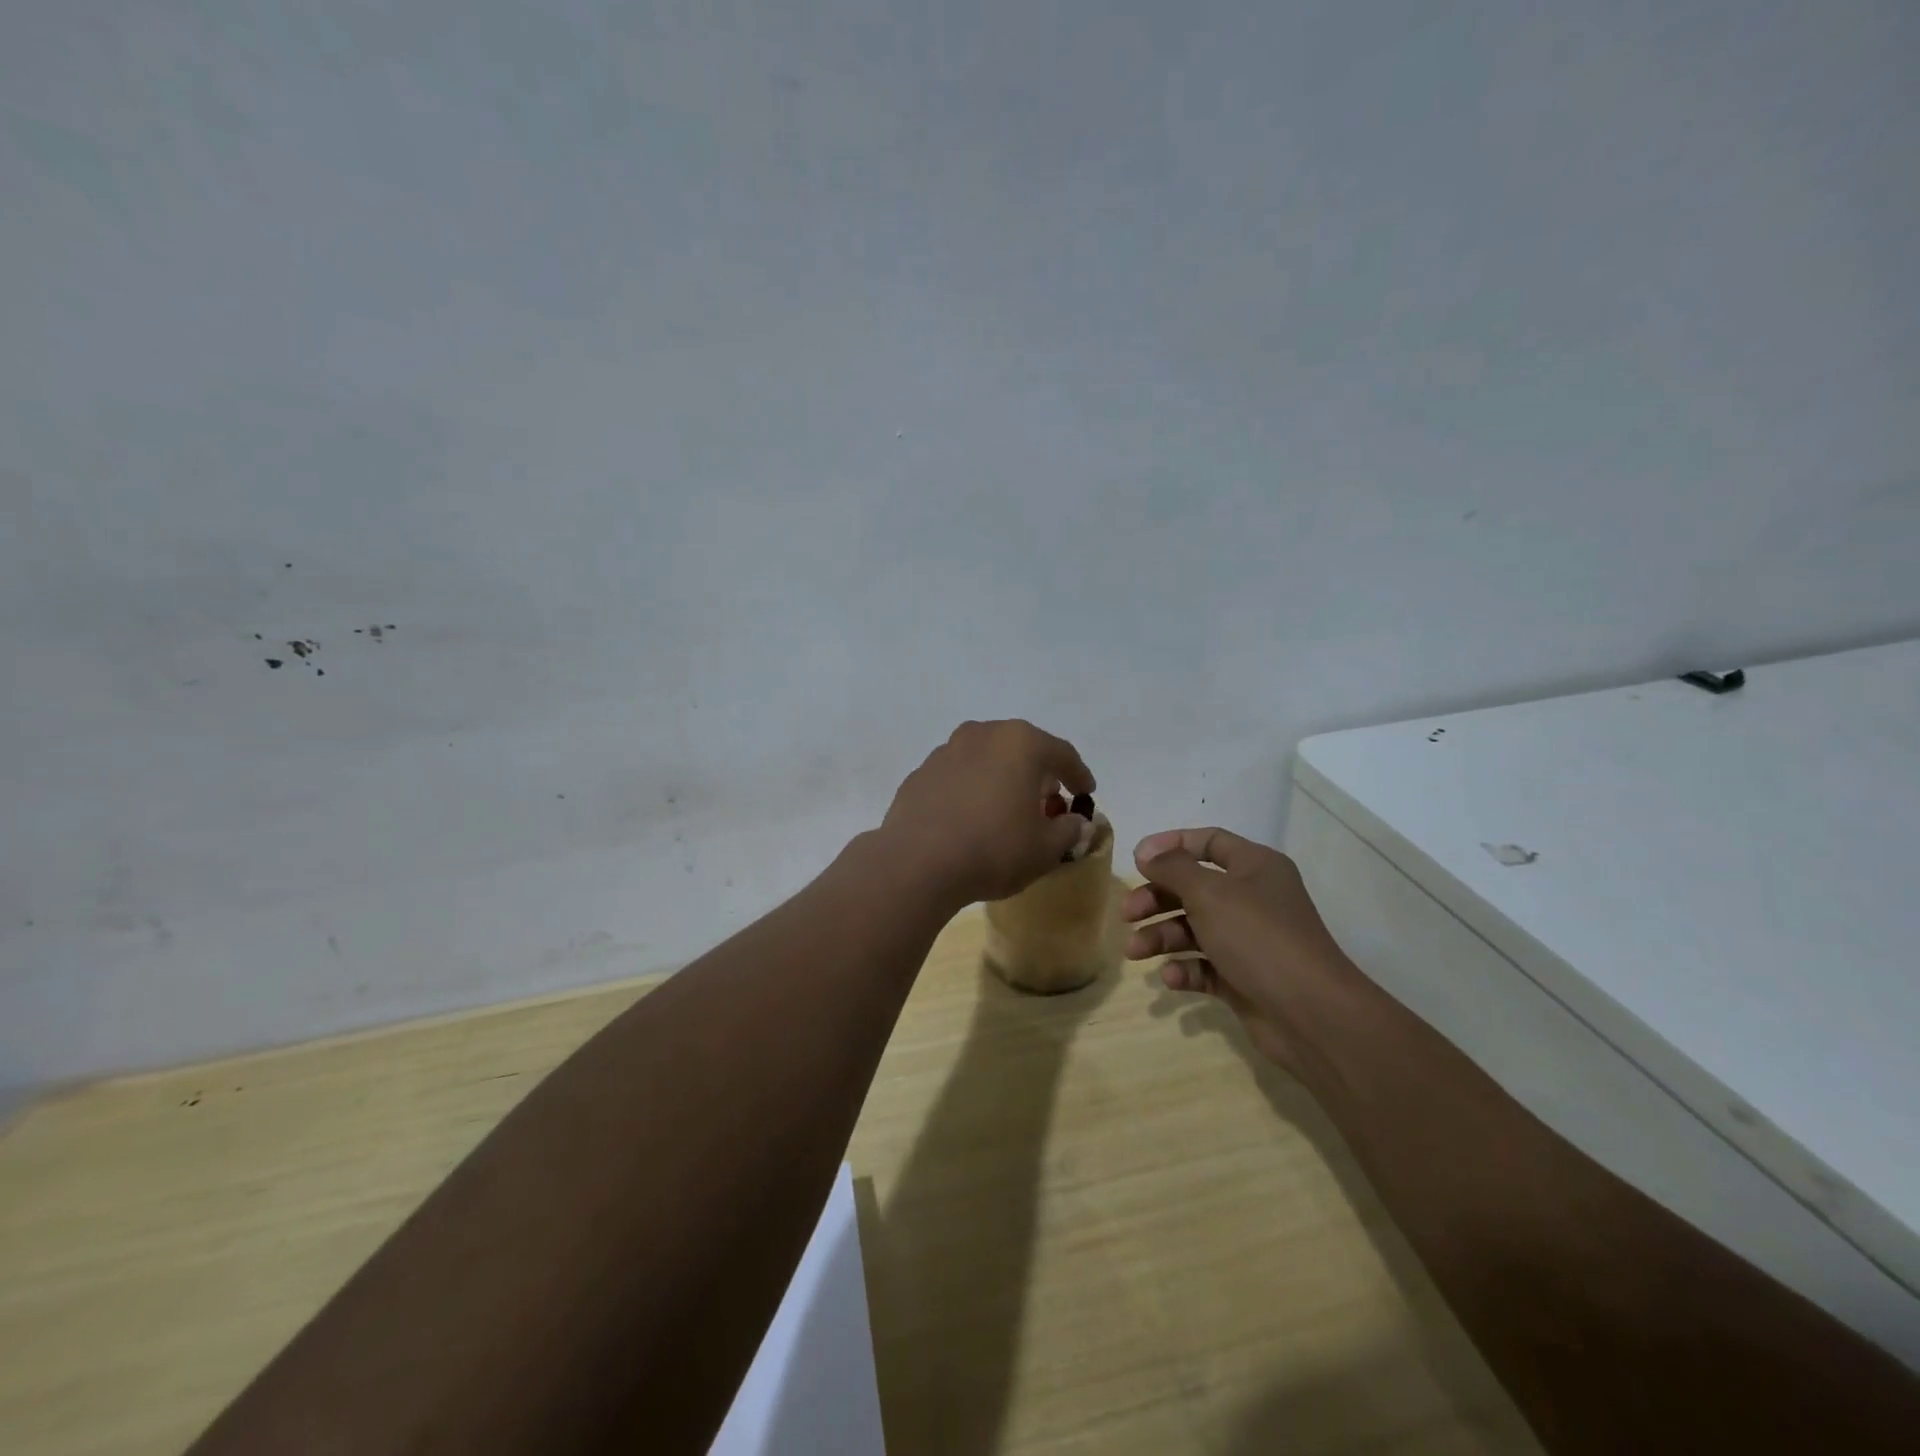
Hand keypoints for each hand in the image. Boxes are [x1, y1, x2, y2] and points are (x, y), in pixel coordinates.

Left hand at [879, 720, 1095, 908]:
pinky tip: (971, 817)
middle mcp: (982, 735)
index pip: (1061, 753)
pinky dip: (971, 790)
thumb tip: (1075, 822)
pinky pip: (958, 776)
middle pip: (1021, 749)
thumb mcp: (1045, 848)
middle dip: (1038, 773)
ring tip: (1007, 808)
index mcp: (1020, 743)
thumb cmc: (994, 849)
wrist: (917, 862)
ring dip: (1001, 778)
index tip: (1086, 793)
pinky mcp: (920, 774)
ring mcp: (946, 751)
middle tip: (1048, 799)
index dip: (1078, 774)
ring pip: (986, 759)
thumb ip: (1068, 830)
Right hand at [1121, 827, 1363, 1080]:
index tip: (1137, 860)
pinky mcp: (1243, 978)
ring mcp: (1248, 940)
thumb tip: (1147, 852)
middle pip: (1193, 888)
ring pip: (1193, 928)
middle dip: (1156, 899)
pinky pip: (1204, 965)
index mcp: (1255, 867)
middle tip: (1127, 913)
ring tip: (1136, 951)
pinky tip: (1171, 978)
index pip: (1208, 842)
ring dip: (1161, 936)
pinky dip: (1184, 968)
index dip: (1171, 845)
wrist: (1310, 1014)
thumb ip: (1173, 868)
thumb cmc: (1258, 937)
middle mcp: (1253, 898)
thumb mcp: (1209, 892)